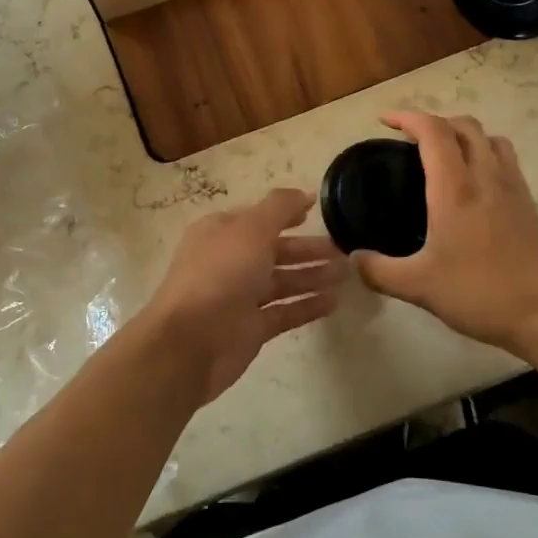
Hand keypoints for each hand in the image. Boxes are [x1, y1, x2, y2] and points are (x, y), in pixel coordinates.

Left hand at [142, 189, 347, 405]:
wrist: (190, 343)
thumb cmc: (219, 276)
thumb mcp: (251, 230)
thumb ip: (280, 208)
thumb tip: (306, 193)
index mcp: (221, 233)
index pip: (258, 218)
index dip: (287, 214)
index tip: (317, 214)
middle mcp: (229, 261)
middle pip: (274, 250)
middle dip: (308, 249)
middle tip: (344, 250)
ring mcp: (239, 297)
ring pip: (282, 282)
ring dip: (313, 276)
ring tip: (347, 274)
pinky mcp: (250, 328)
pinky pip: (284, 311)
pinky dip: (308, 305)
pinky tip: (335, 302)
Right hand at [354, 112, 537, 358]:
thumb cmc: (480, 294)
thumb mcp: (418, 287)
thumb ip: (378, 271)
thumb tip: (353, 258)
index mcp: (455, 189)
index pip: (433, 131)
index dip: (407, 117)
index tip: (384, 121)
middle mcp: (486, 177)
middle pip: (465, 126)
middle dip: (434, 122)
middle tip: (410, 140)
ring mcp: (513, 188)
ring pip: (490, 139)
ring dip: (464, 135)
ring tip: (444, 155)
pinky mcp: (529, 204)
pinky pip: (506, 161)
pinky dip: (485, 155)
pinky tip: (473, 186)